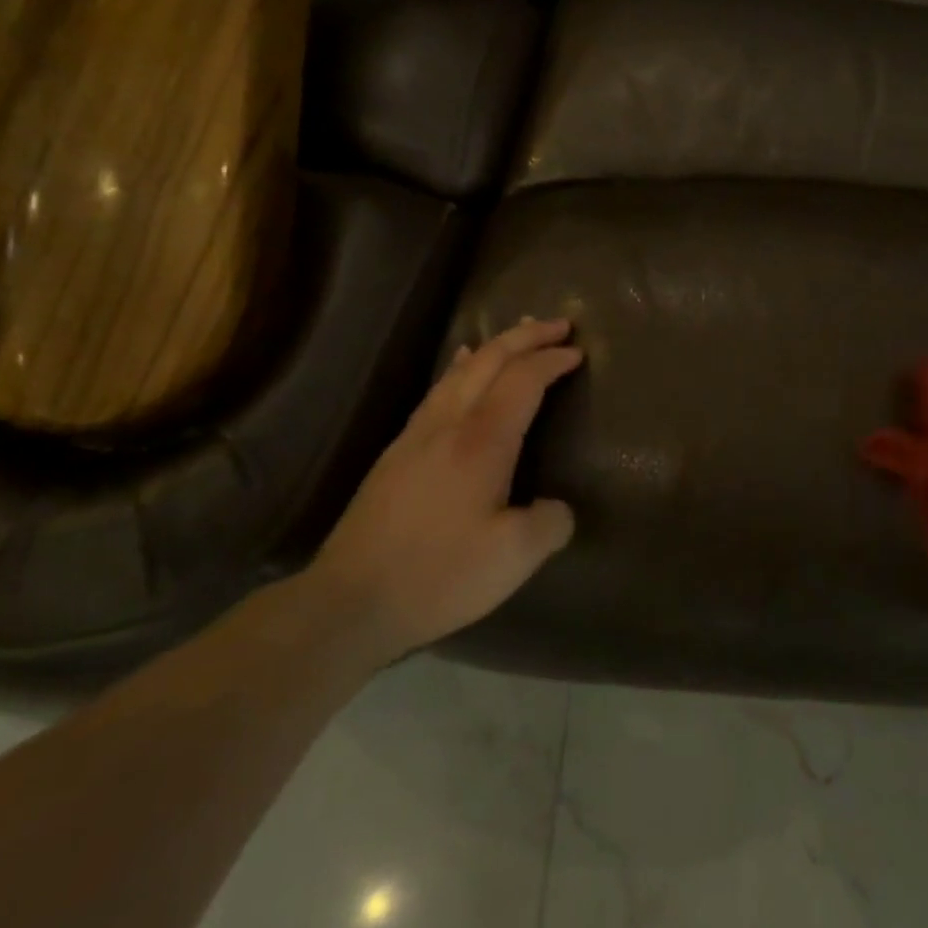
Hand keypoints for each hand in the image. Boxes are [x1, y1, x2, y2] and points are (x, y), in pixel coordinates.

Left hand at [304, 318, 581, 670]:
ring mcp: (418, 433)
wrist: (347, 602)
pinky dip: (462, 364)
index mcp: (482, 441)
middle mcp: (450, 422)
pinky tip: (461, 364)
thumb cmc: (437, 576)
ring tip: (520, 331)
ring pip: (462, 368)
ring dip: (497, 344)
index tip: (580, 352)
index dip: (553, 360)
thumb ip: (549, 524)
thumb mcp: (512, 559)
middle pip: (491, 358)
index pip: (524, 379)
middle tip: (560, 325)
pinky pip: (440, 387)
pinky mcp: (398, 450)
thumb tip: (558, 507)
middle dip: (528, 335)